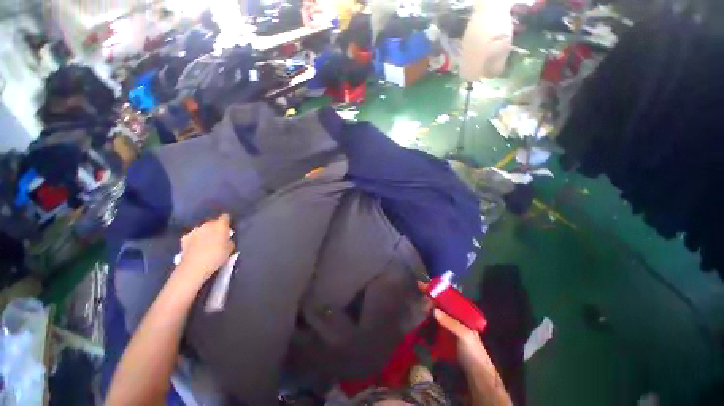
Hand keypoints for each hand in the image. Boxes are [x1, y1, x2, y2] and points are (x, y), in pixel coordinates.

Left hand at [177, 213, 234, 286]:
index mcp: (220, 225)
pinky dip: (194, 239)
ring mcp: (194, 231)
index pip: (225, 217)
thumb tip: (227, 240)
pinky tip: (195, 247)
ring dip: (205, 233)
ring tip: (206, 243)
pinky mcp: (184, 238)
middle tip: (218, 237)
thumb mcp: (230, 249)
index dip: (227, 221)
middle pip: (213, 222)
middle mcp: (207, 224)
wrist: (194, 266)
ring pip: (202, 229)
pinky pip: (192, 236)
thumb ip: (229, 241)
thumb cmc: (217, 256)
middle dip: (215, 228)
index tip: (228, 227)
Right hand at [417, 282, 492, 371]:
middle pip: (439, 302)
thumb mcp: (465, 335)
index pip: (447, 296)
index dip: (435, 289)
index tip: (422, 285)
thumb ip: (451, 322)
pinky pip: (433, 323)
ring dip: (427, 309)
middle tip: (422, 304)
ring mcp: (448, 325)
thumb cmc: (473, 350)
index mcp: (461, 312)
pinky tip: (422, 320)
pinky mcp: (443, 334)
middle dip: (429, 299)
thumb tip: (434, 310)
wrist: (476, 373)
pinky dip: (427, 320)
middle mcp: (454, 315)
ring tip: (421, 311)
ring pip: (435, 311)